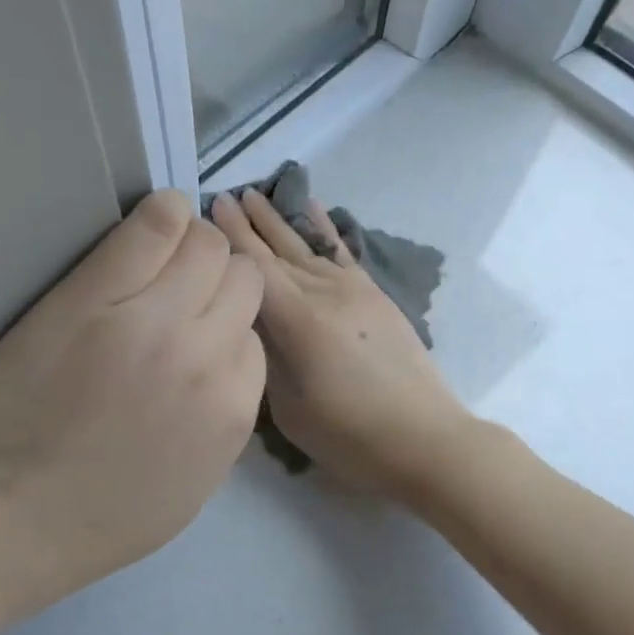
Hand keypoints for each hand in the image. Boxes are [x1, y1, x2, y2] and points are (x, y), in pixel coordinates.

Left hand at [0, 190, 264, 629]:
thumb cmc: (89, 522)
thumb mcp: (190, 490)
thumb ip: (221, 421)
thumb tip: (223, 364)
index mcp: (231, 410)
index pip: (253, 334)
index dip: (222, 328)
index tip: (193, 330)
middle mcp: (206, 357)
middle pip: (241, 279)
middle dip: (217, 281)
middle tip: (175, 291)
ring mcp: (152, 321)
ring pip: (207, 245)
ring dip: (191, 246)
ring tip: (155, 260)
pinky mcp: (93, 295)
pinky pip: (154, 225)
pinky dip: (161, 214)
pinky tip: (149, 222)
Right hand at [210, 190, 471, 500]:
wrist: (425, 439)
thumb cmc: (349, 436)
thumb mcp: (289, 408)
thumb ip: (266, 356)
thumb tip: (251, 320)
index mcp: (300, 321)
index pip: (255, 269)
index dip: (230, 239)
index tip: (208, 209)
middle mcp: (325, 293)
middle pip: (277, 251)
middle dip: (248, 223)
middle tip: (222, 195)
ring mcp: (354, 290)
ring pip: (306, 246)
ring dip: (279, 220)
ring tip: (256, 195)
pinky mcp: (375, 295)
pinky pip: (341, 252)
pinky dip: (323, 228)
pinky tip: (312, 207)